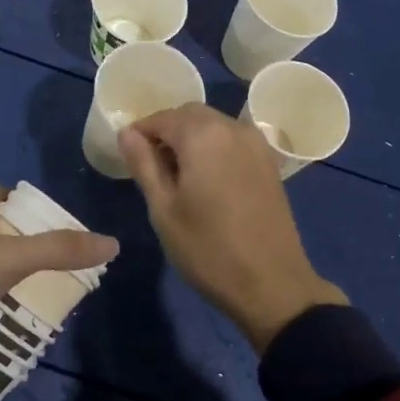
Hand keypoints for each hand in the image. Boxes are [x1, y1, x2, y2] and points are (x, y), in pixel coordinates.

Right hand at [119, 105, 345, 353]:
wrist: (273, 285)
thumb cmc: (208, 249)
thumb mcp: (163, 209)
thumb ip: (143, 164)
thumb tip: (127, 133)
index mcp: (203, 134)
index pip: (161, 117)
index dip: (140, 133)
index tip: (128, 156)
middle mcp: (233, 127)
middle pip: (189, 115)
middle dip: (166, 132)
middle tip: (150, 167)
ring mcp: (256, 144)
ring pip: (213, 126)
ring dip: (191, 139)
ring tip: (177, 177)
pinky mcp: (269, 162)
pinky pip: (232, 140)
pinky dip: (213, 148)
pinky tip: (206, 181)